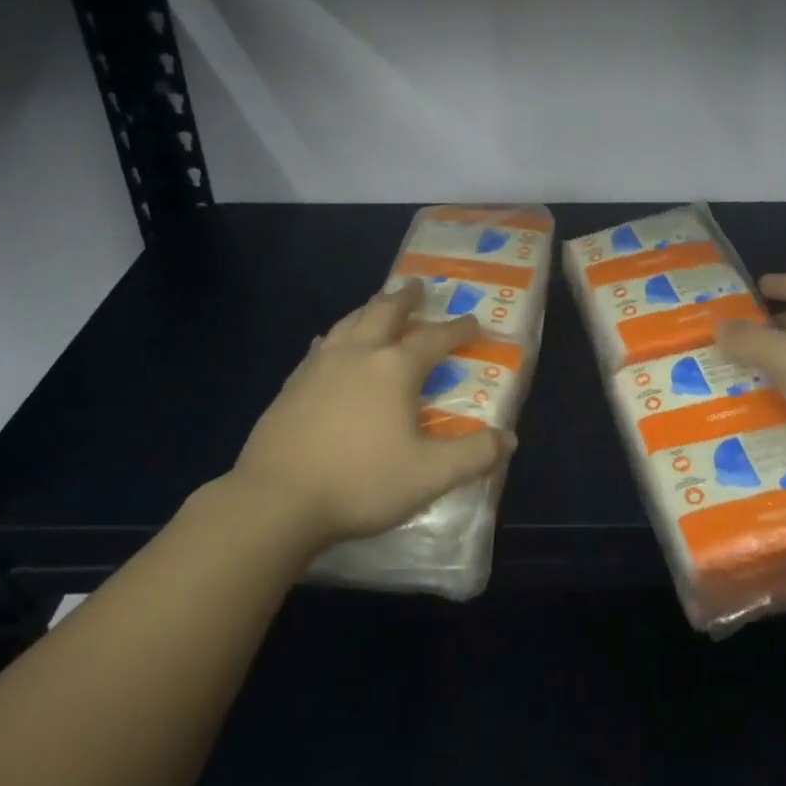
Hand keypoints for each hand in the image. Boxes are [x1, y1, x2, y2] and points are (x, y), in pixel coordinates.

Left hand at [231, 280, 515, 548]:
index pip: (435, 338)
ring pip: (350, 321)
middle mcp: (359, 354)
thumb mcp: (428, 476)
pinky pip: (320, 347)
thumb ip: (473, 456)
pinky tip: (329, 343)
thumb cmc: (359, 482)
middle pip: (385, 312)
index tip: (473, 321)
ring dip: (370, 308)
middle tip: (417, 285)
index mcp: (394, 368)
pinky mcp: (292, 384)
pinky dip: (335, 336)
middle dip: (406, 298)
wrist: (275, 500)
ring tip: (378, 303)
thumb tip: (509, 439)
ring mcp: (320, 366)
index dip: (458, 329)